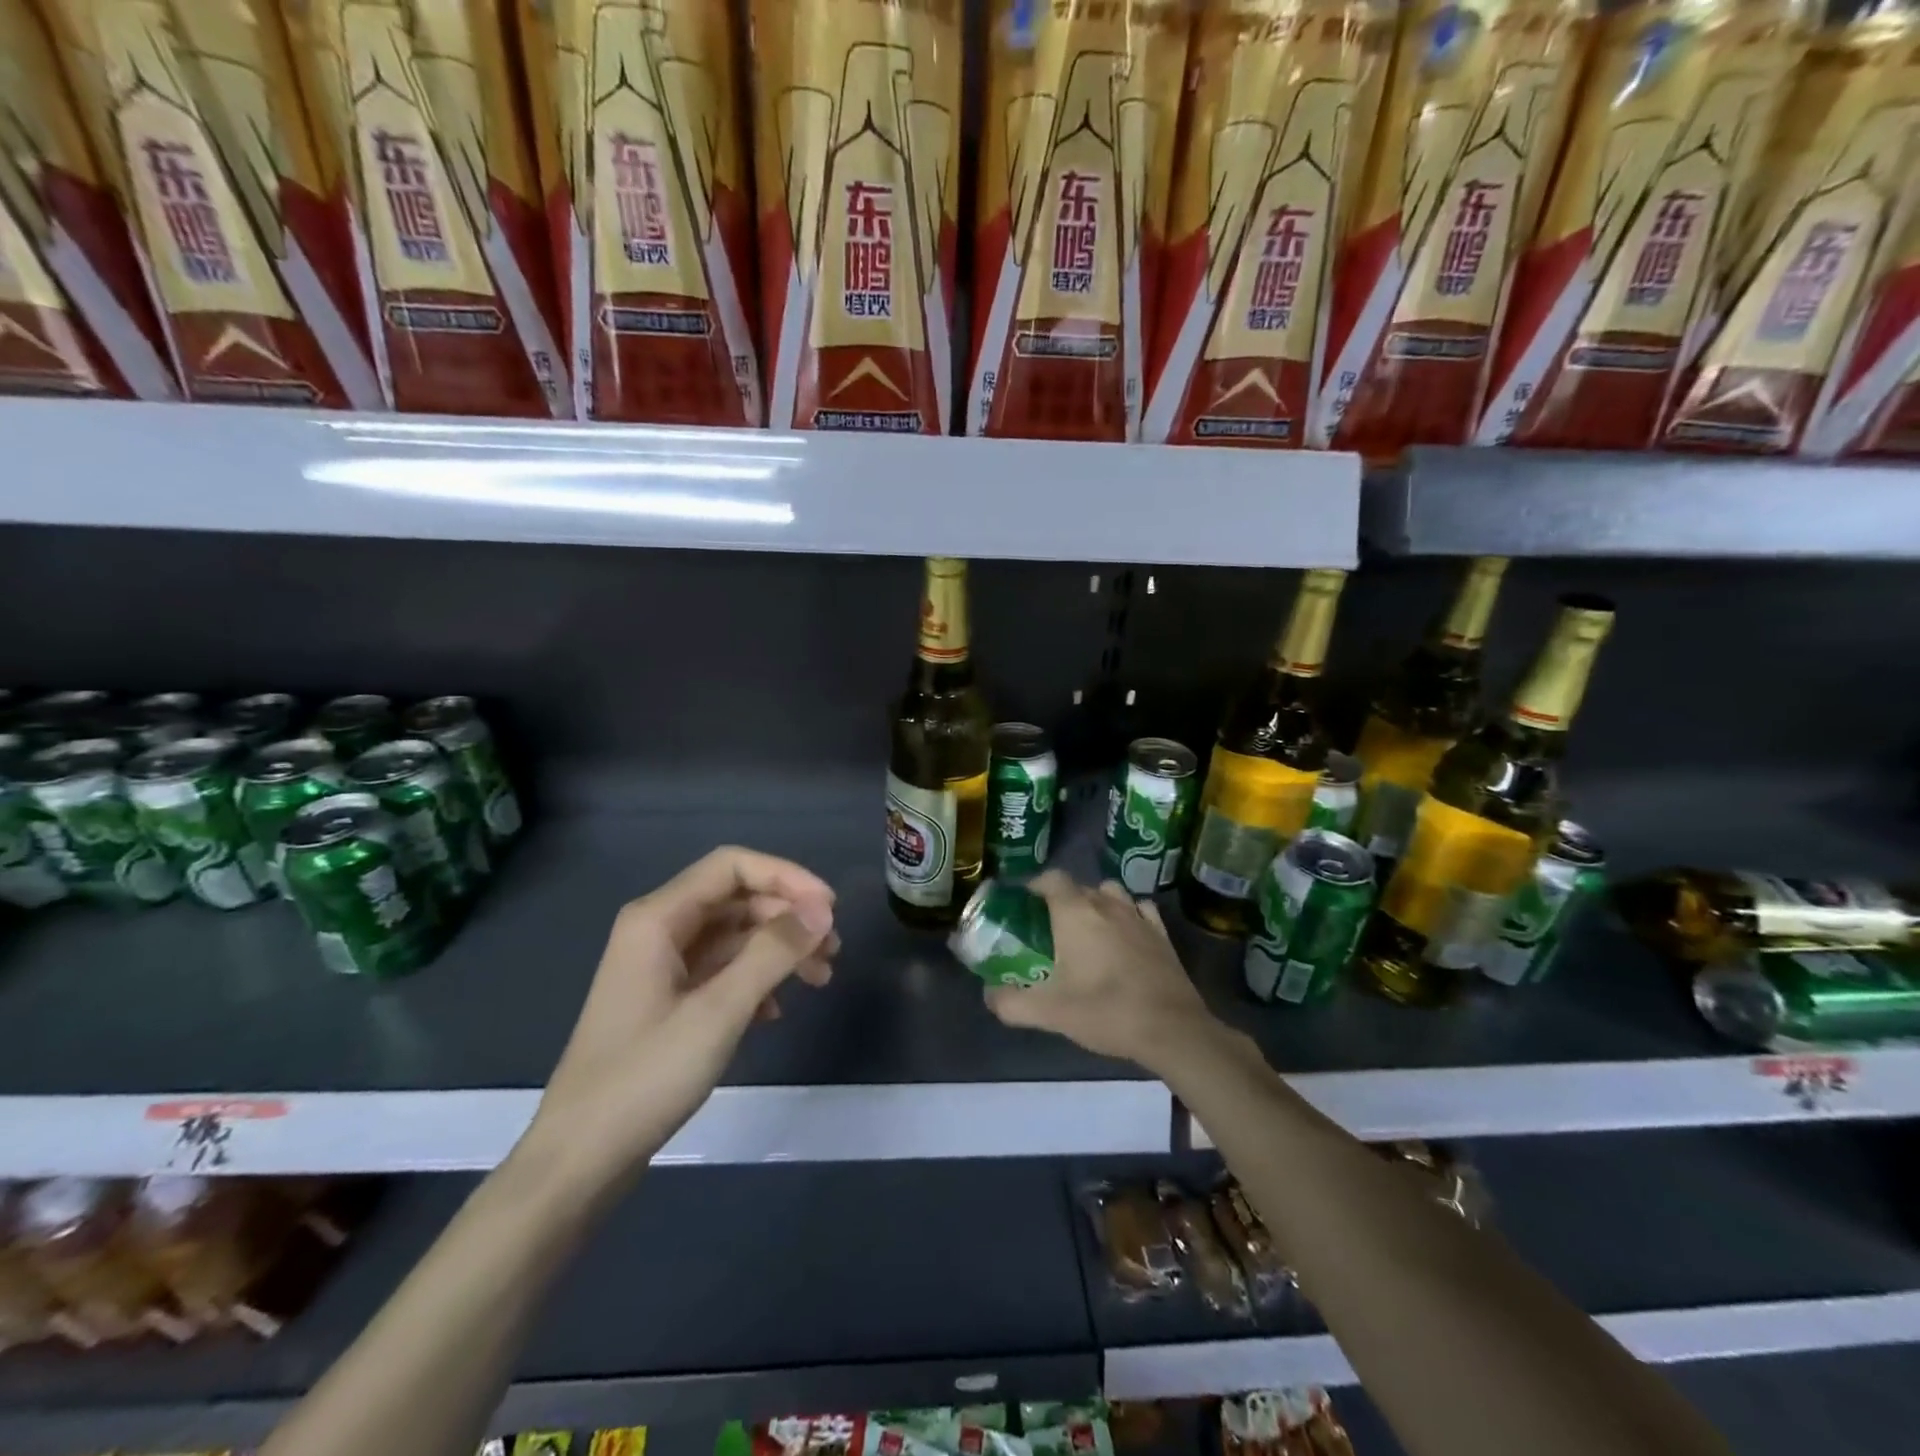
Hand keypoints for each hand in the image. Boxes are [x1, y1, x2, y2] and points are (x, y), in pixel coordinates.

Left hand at [525, 846, 837, 1181]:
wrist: (580, 1159)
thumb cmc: (646, 1077)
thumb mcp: (718, 1011)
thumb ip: (772, 953)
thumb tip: (821, 912)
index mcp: (659, 918)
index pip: (732, 866)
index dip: (786, 877)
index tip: (829, 909)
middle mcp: (658, 930)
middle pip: (737, 899)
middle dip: (788, 917)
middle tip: (832, 951)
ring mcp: (662, 966)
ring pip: (734, 936)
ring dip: (778, 950)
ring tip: (820, 979)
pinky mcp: (667, 1000)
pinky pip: (722, 970)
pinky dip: (755, 980)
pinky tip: (775, 1011)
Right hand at [982, 871, 1218, 1074]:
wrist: (1171, 1029)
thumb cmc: (1105, 1011)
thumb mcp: (1049, 1012)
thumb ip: (1011, 1003)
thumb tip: (989, 995)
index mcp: (1075, 912)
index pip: (1051, 879)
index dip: (1034, 886)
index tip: (1023, 904)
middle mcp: (1106, 904)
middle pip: (1078, 886)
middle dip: (1061, 899)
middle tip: (1048, 927)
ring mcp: (1138, 915)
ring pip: (1110, 892)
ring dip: (1096, 902)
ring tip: (1086, 928)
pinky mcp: (1161, 933)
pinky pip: (1139, 909)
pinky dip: (1127, 914)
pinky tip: (1123, 935)